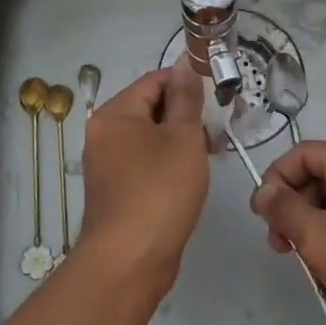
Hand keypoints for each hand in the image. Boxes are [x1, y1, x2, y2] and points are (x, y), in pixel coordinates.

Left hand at [77, 66, 209, 297]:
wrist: (129, 261)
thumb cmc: (159, 191)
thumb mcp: (182, 138)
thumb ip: (186, 98)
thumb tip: (186, 63)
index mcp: (115, 114)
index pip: (155, 80)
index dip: (188, 83)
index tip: (219, 97)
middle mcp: (104, 133)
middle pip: (151, 107)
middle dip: (187, 114)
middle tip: (221, 127)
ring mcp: (108, 164)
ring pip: (151, 137)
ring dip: (181, 139)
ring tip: (213, 151)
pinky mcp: (117, 190)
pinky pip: (146, 162)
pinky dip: (169, 161)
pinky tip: (193, 174)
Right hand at [251, 141, 325, 324]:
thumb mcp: (319, 237)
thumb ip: (284, 209)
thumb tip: (263, 191)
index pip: (302, 154)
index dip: (275, 180)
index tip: (262, 218)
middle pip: (319, 176)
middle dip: (293, 208)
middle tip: (281, 246)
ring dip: (314, 227)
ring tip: (307, 263)